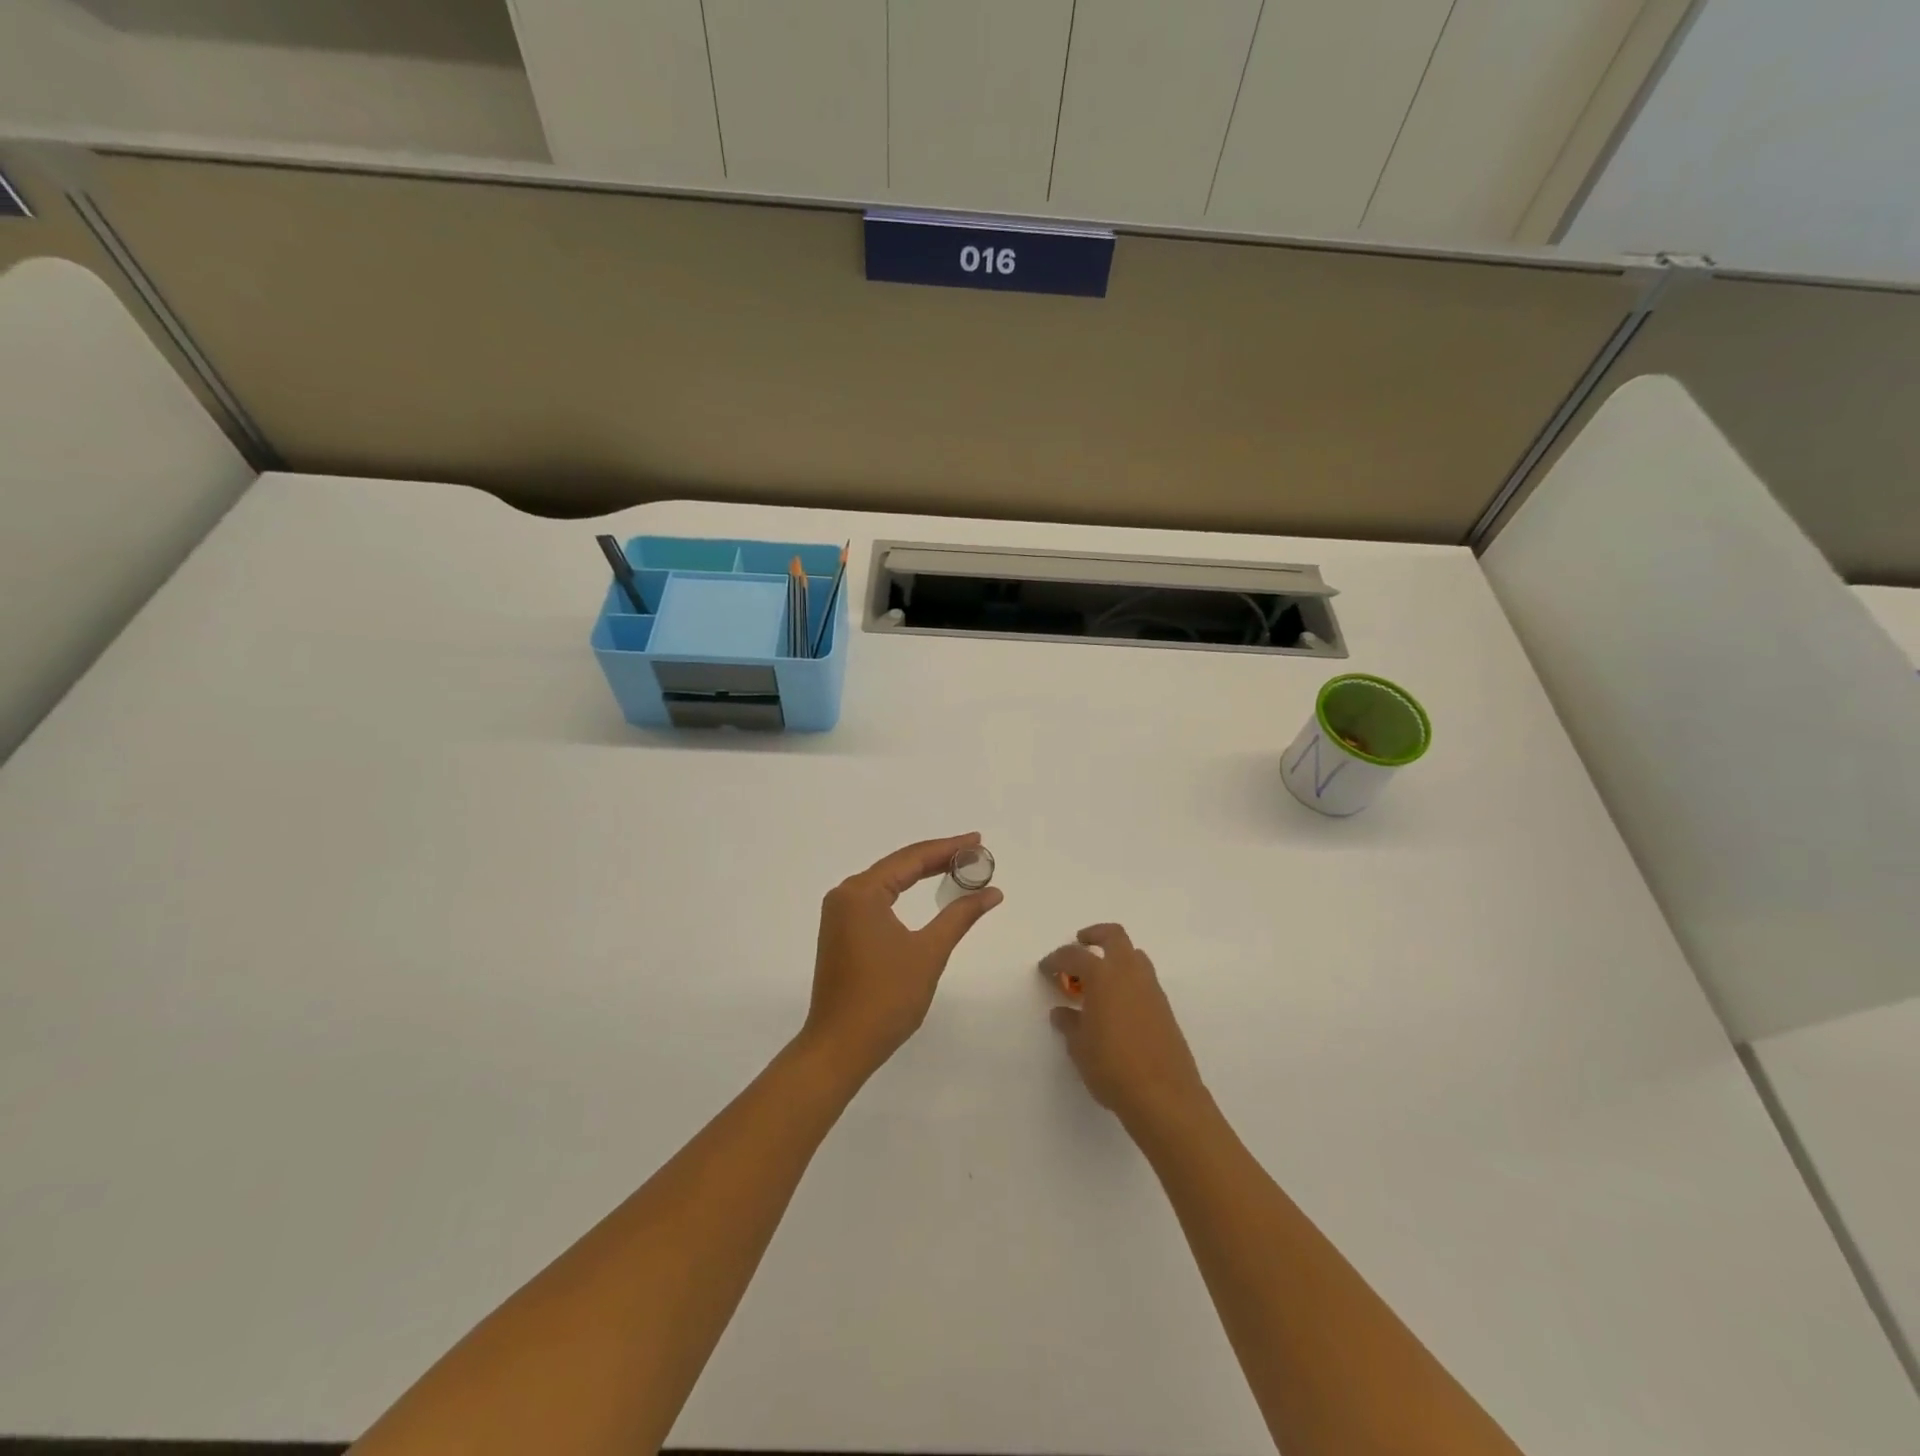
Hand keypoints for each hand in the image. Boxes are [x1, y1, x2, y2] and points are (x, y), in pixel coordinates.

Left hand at [800, 833, 1003, 1084]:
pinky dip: (904, 894)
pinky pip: (878, 901)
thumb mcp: (929, 952)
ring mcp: (840, 915)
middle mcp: (845, 895)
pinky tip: (925, 893)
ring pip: (887, 883)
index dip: (947, 848)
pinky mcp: (841, 933)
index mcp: (861, 892)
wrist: (840, 1047)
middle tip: (974, 853)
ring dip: (920, 875)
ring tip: (957, 868)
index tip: (978, 841)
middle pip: (898, 866)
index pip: (911, 858)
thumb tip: (992, 892)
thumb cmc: (886, 998)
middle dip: (936, 858)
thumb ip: (960, 915)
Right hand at [1042, 924, 1206, 1128]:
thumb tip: (1063, 1012)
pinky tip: (1117, 1005)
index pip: (1074, 955)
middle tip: (1080, 944)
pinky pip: (1144, 979)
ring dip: (1115, 957)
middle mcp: (1129, 973)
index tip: (1045, 969)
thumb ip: (1069, 1023)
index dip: (1056, 959)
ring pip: (1134, 955)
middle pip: (1114, 936)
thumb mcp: (1079, 1047)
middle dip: (1094, 935)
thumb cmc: (1112, 1067)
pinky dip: (1128, 980)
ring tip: (1098, 979)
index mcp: (1103, 976)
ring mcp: (1151, 989)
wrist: (1164, 1096)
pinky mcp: (1165, 1007)